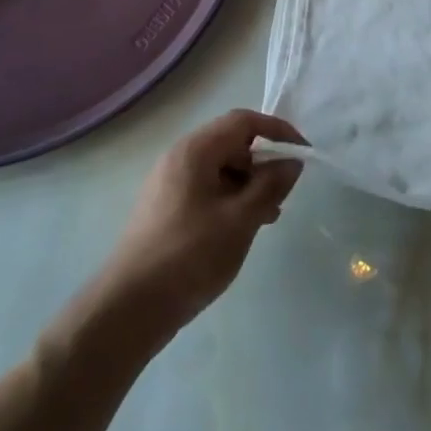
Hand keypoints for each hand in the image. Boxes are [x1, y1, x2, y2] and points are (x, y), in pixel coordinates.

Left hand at [96, 111, 304, 341]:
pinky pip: (207, 189)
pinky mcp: (166, 209)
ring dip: (249, 184)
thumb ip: (271, 185)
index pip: (244, 121)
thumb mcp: (241, 219)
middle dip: (264, 161)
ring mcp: (169, 184)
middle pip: (232, 143)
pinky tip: (242, 228)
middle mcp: (179, 158)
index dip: (278, 131)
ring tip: (268, 216)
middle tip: (285, 192)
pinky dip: (231, 199)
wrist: (127, 309)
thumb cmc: (189, 256)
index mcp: (195, 150)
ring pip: (220, 169)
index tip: (302, 154)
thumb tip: (291, 161)